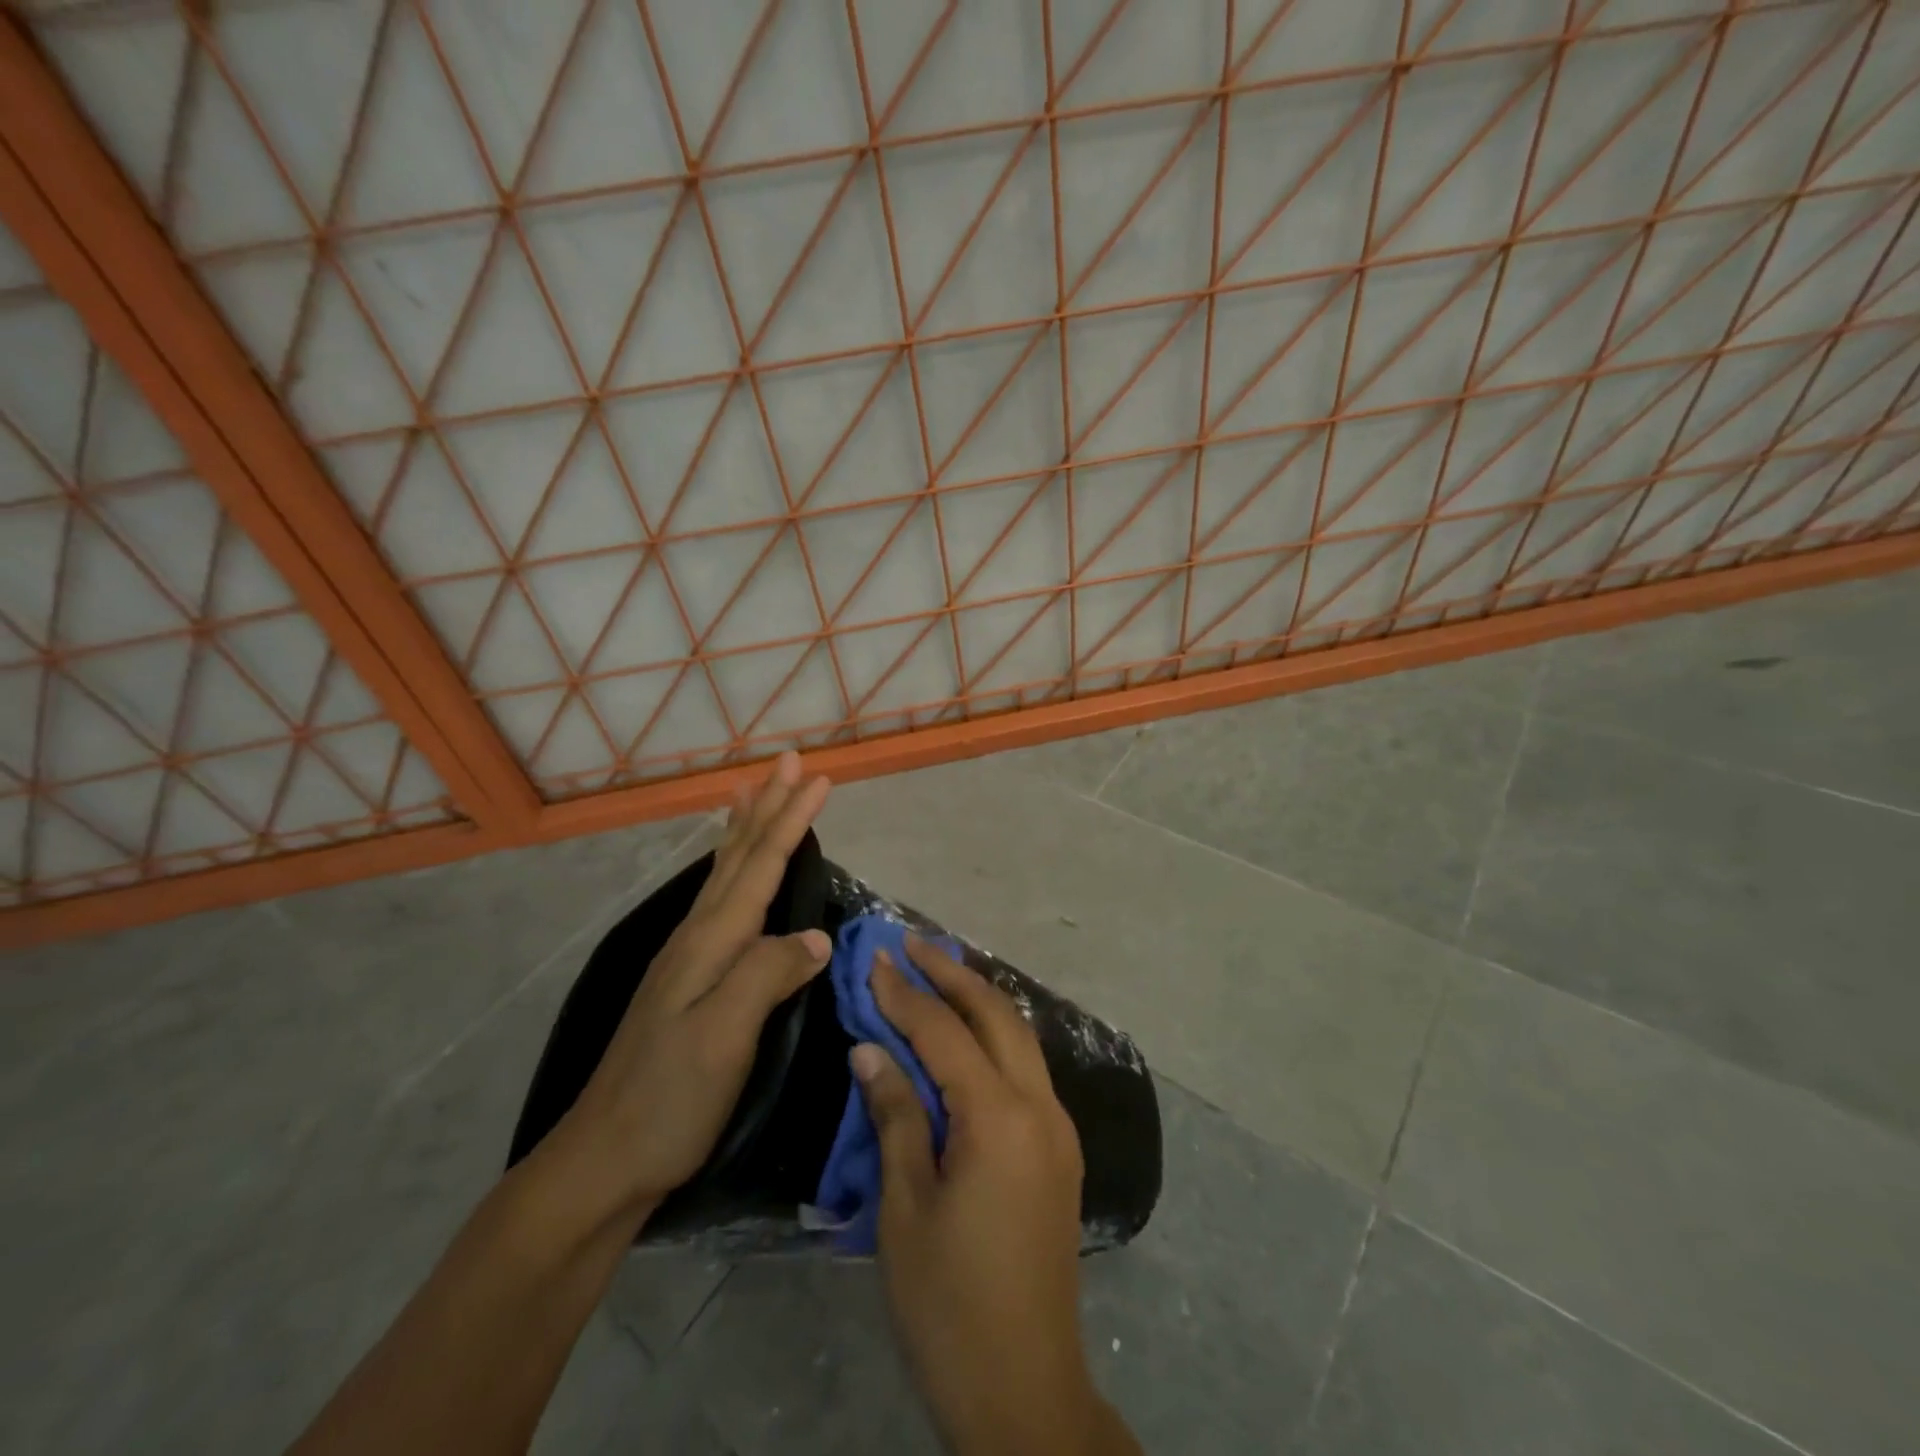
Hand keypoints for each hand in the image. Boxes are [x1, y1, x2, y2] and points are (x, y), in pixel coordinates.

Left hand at [555, 752, 831, 1224]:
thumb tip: (814, 937)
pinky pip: (719, 902)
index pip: (760, 866)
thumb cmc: (669, 1101)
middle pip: (738, 857)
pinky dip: (731, 868)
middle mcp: (696, 938)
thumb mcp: (723, 1040)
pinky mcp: (687, 981)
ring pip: (723, 874)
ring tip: (753, 791)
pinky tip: (732, 874)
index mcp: (710, 944)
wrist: (603, 1162)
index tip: (820, 778)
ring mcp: (687, 958)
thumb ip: (766, 977)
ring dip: (745, 828)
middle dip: (768, 806)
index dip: (792, 820)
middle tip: (789, 761)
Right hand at [856, 939, 1139, 1455]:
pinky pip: (1027, 1068)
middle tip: (911, 944)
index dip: (906, 993)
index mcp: (999, 1117)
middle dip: (952, 973)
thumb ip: (895, 1115)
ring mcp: (1058, 1126)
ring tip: (937, 971)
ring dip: (978, 998)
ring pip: (1020, 1036)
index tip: (875, 958)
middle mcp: (1040, 1106)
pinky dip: (995, 1036)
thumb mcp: (905, 1208)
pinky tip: (967, 1034)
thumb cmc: (948, 1302)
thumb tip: (872, 1048)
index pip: (944, 1031)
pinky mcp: (1060, 1148)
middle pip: (996, 1014)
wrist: (1024, 1387)